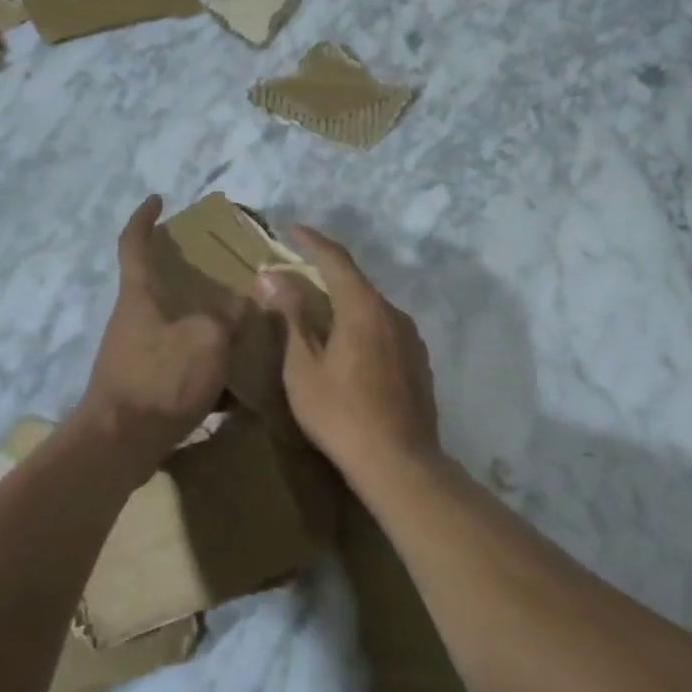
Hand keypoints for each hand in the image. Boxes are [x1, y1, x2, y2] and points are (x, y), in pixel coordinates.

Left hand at [75, 196, 231, 463]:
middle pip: (156, 285)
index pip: (134, 243)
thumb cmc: (161, 378)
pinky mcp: (141, 385)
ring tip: (238, 326)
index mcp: (139, 296)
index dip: (145, 218)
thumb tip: (239, 306)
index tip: (158, 199)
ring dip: (200, 324)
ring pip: (172, 326)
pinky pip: (177, 364)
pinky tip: (232, 383)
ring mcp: (134, 353)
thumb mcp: (207, 339)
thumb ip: (227, 317)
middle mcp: (132, 319)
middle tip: (222, 273)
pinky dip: (202, 366)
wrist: (120, 443)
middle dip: (186, 276)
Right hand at [254, 225, 441, 486]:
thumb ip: (291, 316)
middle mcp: (393, 313)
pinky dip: (362, 327)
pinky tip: (349, 350)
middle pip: (356, 283)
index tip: (292, 229)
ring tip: (319, 316)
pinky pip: (385, 330)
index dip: (312, 241)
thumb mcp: (303, 367)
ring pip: (372, 308)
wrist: (399, 462)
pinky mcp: (419, 362)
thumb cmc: (341, 414)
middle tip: (298, 276)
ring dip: (345, 304)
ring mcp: (411, 338)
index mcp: (364, 308)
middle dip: (326, 274)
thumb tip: (272, 275)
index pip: (336, 259)